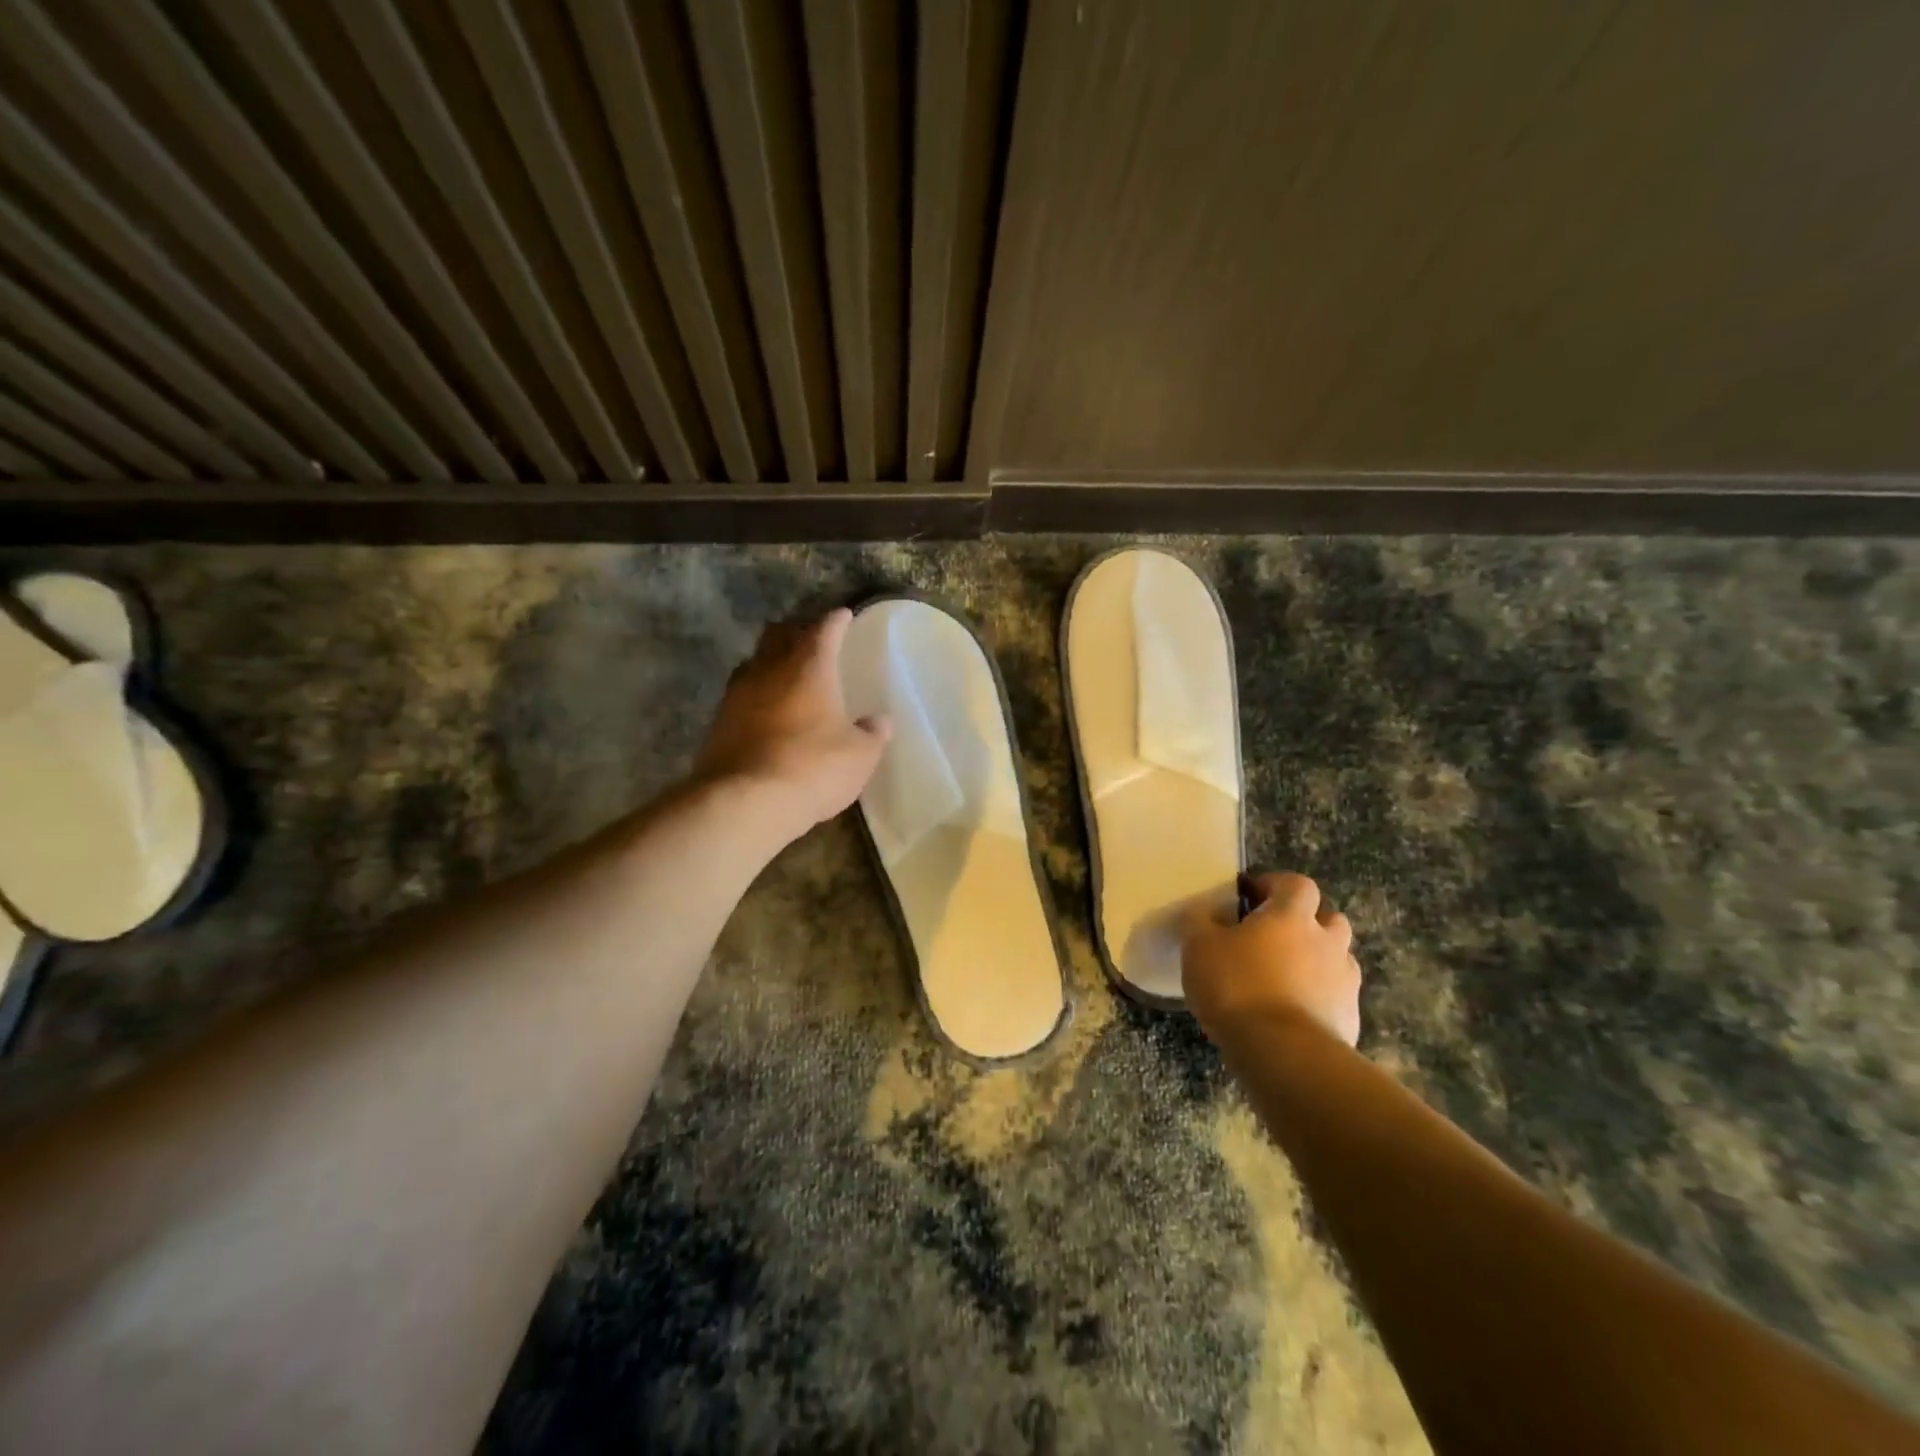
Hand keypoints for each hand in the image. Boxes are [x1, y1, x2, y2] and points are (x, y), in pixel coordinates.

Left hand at [694, 608, 890, 841]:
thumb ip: (872, 734)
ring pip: (755, 661)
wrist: (744, 802)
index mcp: (810, 667)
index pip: (825, 629)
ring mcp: (738, 693)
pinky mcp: (718, 721)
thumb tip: (879, 721)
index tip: (844, 615)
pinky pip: (740, 693)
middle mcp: (770, 669)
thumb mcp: (859, 756)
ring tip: (785, 672)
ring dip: (771, 660)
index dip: (836, 621)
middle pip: (780, 634)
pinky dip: (756, 693)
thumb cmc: (813, 768)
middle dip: (797, 631)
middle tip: (811, 638)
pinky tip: (765, 709)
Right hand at [1182, 872, 1361, 1046]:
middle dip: (1306, 923)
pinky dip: (1319, 999)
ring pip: (1337, 959)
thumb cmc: (1237, 986)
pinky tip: (1293, 1015)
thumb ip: (1200, 921)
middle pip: (1329, 919)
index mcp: (1291, 915)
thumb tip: (1206, 911)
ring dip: (1316, 961)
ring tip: (1284, 978)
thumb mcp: (1198, 946)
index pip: (1296, 884)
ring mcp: (1344, 981)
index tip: (1252, 897)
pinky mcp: (1349, 1019)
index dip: (1275, 885)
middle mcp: (1326, 941)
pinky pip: (1335, 997)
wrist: (1283, 1053)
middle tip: (1274, 938)